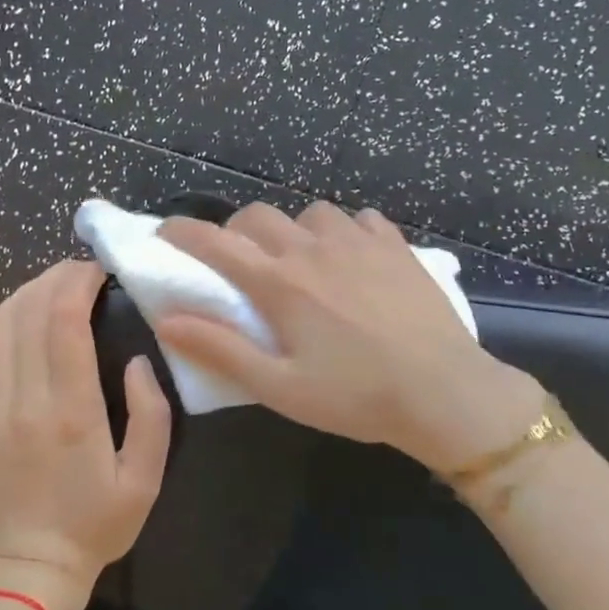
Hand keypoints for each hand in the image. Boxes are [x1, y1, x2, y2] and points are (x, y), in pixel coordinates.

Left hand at [0, 261, 171, 609]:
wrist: (26, 570)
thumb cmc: (95, 525)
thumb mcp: (145, 478)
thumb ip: (151, 413)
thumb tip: (137, 360)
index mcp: (70, 411)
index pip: (64, 320)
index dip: (79, 281)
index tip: (100, 270)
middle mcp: (24, 399)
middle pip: (28, 310)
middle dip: (55, 277)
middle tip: (83, 272)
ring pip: (1, 326)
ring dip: (29, 294)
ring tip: (57, 289)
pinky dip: (9, 326)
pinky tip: (29, 327)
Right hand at [154, 202, 543, 474]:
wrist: (444, 391)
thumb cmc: (356, 396)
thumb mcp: (279, 386)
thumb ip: (221, 349)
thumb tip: (168, 319)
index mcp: (280, 283)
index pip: (216, 243)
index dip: (182, 233)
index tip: (164, 233)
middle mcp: (313, 248)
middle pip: (259, 216)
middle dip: (237, 231)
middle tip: (240, 262)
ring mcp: (358, 241)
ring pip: (310, 213)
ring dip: (294, 230)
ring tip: (302, 261)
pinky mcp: (394, 244)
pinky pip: (359, 219)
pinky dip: (344, 231)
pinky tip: (352, 257)